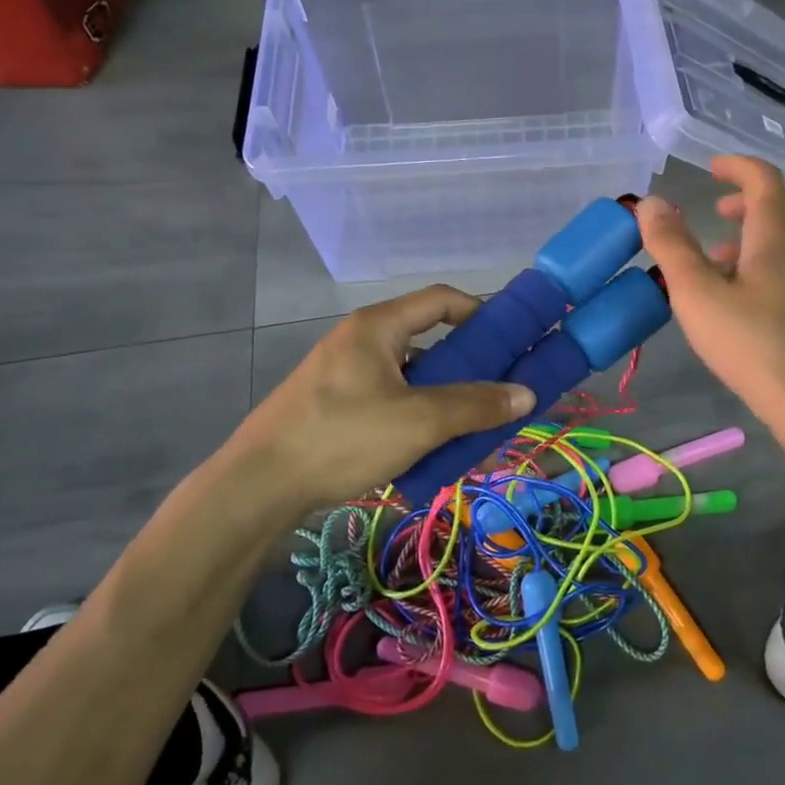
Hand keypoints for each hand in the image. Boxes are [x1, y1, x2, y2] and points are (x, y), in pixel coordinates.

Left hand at [225, 286, 534, 509]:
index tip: (512, 340)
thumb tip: (527, 395)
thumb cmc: (342, 438)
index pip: (441, 299)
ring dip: (443, 394)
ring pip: (409, 373)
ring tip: (470, 425)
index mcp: (378, 326)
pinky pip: (389, 396)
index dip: (482, 312)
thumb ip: (475, 406)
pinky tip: (430, 445)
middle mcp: (360, 339)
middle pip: (427, 338)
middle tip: (498, 390)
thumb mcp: (418, 422)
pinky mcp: (334, 403)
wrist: (257, 485)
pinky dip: (416, 412)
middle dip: (468, 363)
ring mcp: (344, 372)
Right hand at [636, 156, 784, 428]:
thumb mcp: (696, 293)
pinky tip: (739, 291)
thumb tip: (651, 202)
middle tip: (717, 210)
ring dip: (756, 230)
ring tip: (716, 257)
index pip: (764, 177)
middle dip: (750, 197)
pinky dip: (767, 255)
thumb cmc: (750, 342)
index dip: (737, 166)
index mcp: (777, 232)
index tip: (710, 168)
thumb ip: (671, 245)